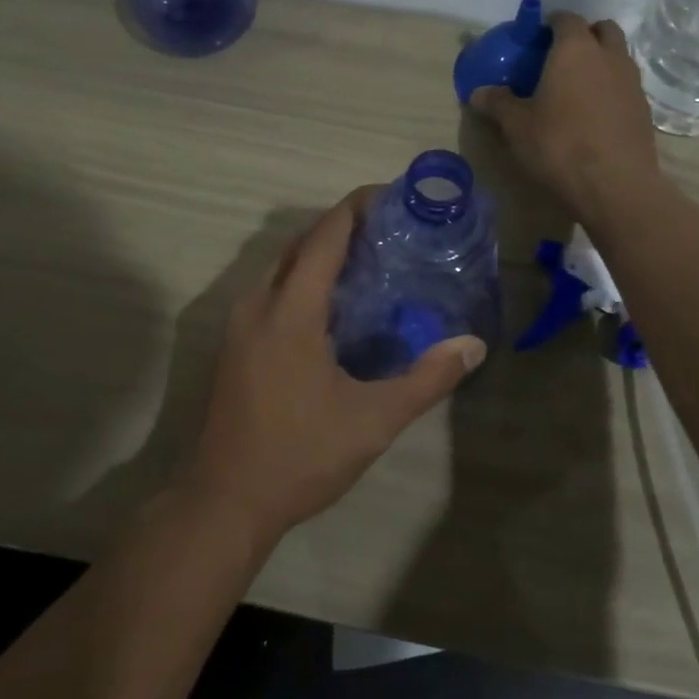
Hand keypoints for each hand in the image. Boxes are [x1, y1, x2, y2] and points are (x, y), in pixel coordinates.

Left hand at [180, 189, 486, 542]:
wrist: (225, 500)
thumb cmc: (300, 456)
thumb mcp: (373, 421)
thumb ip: (426, 380)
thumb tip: (473, 345)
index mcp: (290, 311)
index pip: (326, 236)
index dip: (357, 207)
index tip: (392, 197)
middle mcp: (259, 305)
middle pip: (301, 243)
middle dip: (342, 227)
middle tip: (389, 232)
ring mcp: (240, 325)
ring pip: (281, 266)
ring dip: (319, 254)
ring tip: (366, 263)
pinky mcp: (234, 345)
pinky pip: (270, 290)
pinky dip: (302, 279)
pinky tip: (332, 308)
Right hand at [471, 13, 662, 223]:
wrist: (615, 184)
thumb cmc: (559, 145)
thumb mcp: (517, 126)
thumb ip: (498, 103)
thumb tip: (478, 93)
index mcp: (575, 49)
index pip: (566, 18)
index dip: (551, 24)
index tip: (537, 39)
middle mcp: (608, 56)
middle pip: (601, 29)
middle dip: (583, 35)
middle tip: (560, 58)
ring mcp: (631, 81)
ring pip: (618, 56)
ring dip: (600, 61)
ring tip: (577, 87)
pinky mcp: (644, 108)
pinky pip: (625, 85)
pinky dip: (611, 88)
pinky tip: (594, 113)